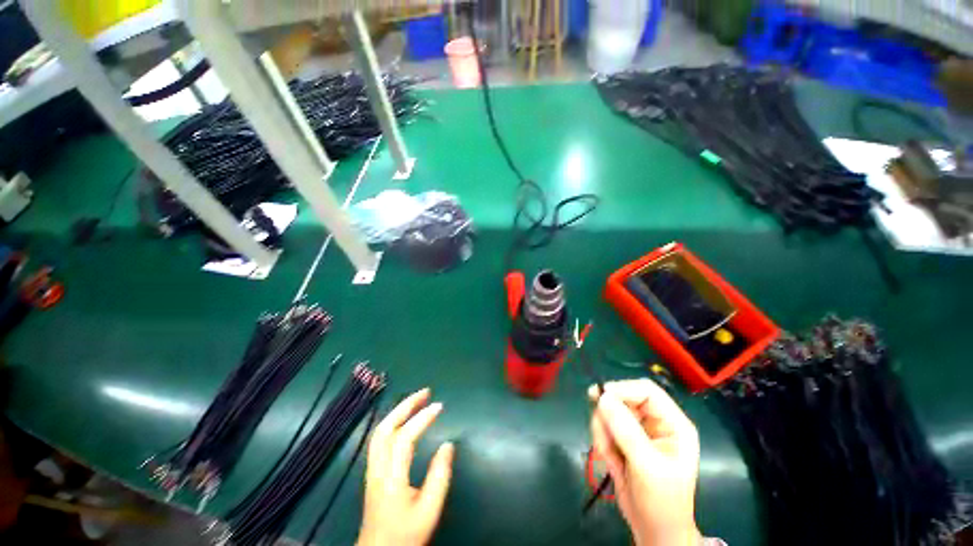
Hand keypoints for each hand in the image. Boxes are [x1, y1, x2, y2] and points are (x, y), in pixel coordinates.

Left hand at [358, 388, 453, 545]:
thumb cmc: (405, 534)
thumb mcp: (429, 510)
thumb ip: (439, 476)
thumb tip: (448, 444)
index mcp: (391, 478)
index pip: (405, 438)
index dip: (422, 418)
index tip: (440, 406)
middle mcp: (377, 468)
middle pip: (386, 428)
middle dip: (406, 405)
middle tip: (425, 392)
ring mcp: (372, 469)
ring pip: (379, 431)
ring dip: (398, 411)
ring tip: (417, 400)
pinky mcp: (372, 472)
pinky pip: (379, 438)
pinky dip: (393, 421)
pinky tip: (403, 419)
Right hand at [589, 380, 701, 545]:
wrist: (653, 530)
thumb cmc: (661, 501)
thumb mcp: (646, 466)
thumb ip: (626, 430)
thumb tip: (602, 397)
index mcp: (673, 423)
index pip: (646, 391)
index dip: (623, 389)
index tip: (599, 398)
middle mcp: (655, 422)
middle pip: (623, 399)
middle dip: (609, 417)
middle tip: (603, 438)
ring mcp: (638, 430)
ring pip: (609, 412)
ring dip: (604, 432)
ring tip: (610, 457)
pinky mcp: (624, 439)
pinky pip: (604, 426)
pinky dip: (601, 441)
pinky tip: (611, 460)